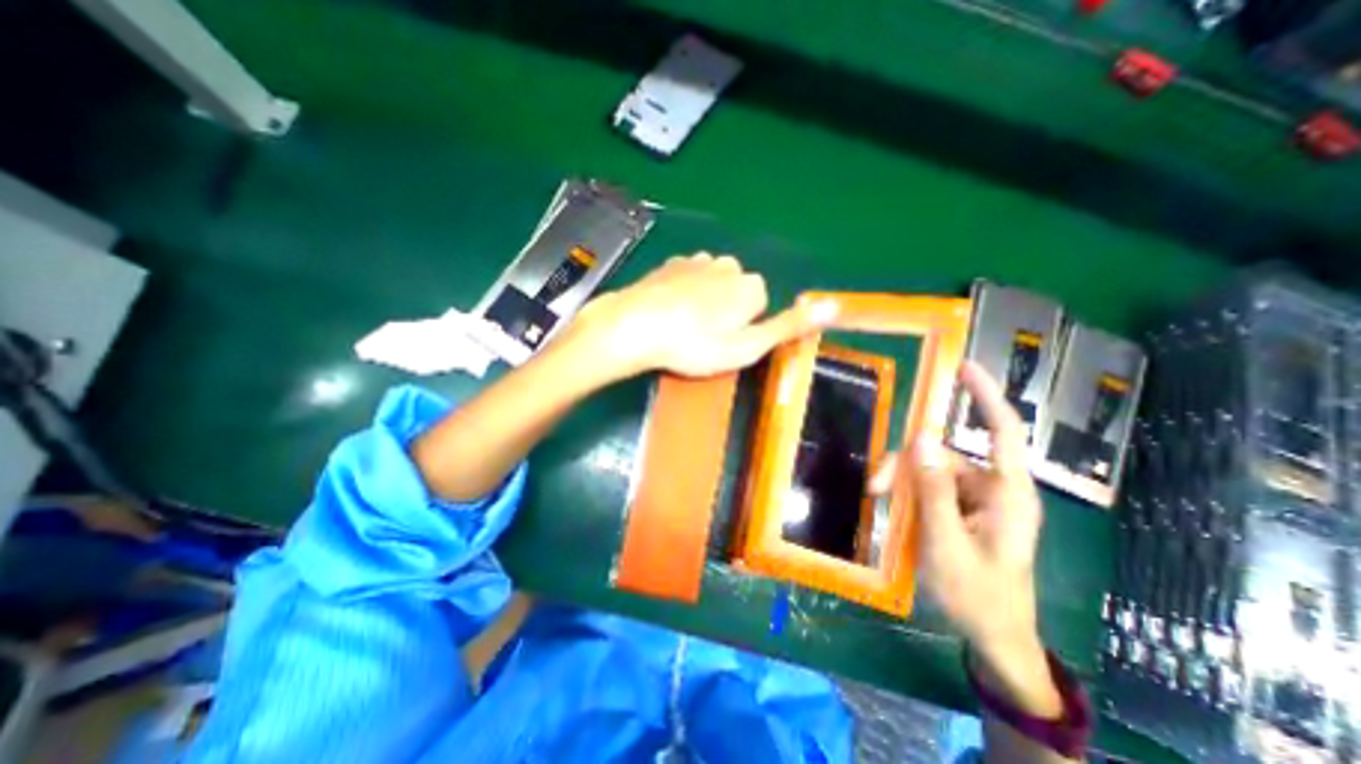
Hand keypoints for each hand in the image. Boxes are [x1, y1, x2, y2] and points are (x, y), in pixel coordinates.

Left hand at [570, 253, 835, 377]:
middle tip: (701, 337)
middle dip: (725, 312)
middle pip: (737, 291)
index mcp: (750, 285)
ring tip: (683, 325)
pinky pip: (688, 277)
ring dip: (705, 301)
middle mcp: (728, 265)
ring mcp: (697, 261)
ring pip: (713, 283)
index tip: (723, 342)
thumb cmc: (693, 344)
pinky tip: (668, 310)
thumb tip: (833, 306)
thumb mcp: (746, 346)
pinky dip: (684, 292)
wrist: (635, 326)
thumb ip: (788, 326)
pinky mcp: (671, 263)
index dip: (744, 327)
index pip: (760, 305)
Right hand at [872, 364, 1060, 715]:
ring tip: (878, 500)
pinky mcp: (959, 508)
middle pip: (944, 455)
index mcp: (1007, 495)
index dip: (986, 397)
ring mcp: (974, 499)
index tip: (965, 368)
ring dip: (901, 481)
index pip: (1003, 433)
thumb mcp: (947, 544)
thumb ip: (935, 492)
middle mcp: (992, 489)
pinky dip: (907, 492)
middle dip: (906, 465)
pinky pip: (928, 486)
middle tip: (875, 488)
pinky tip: (892, 507)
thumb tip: (923, 439)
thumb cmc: (977, 595)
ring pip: (929, 470)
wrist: (992, 635)